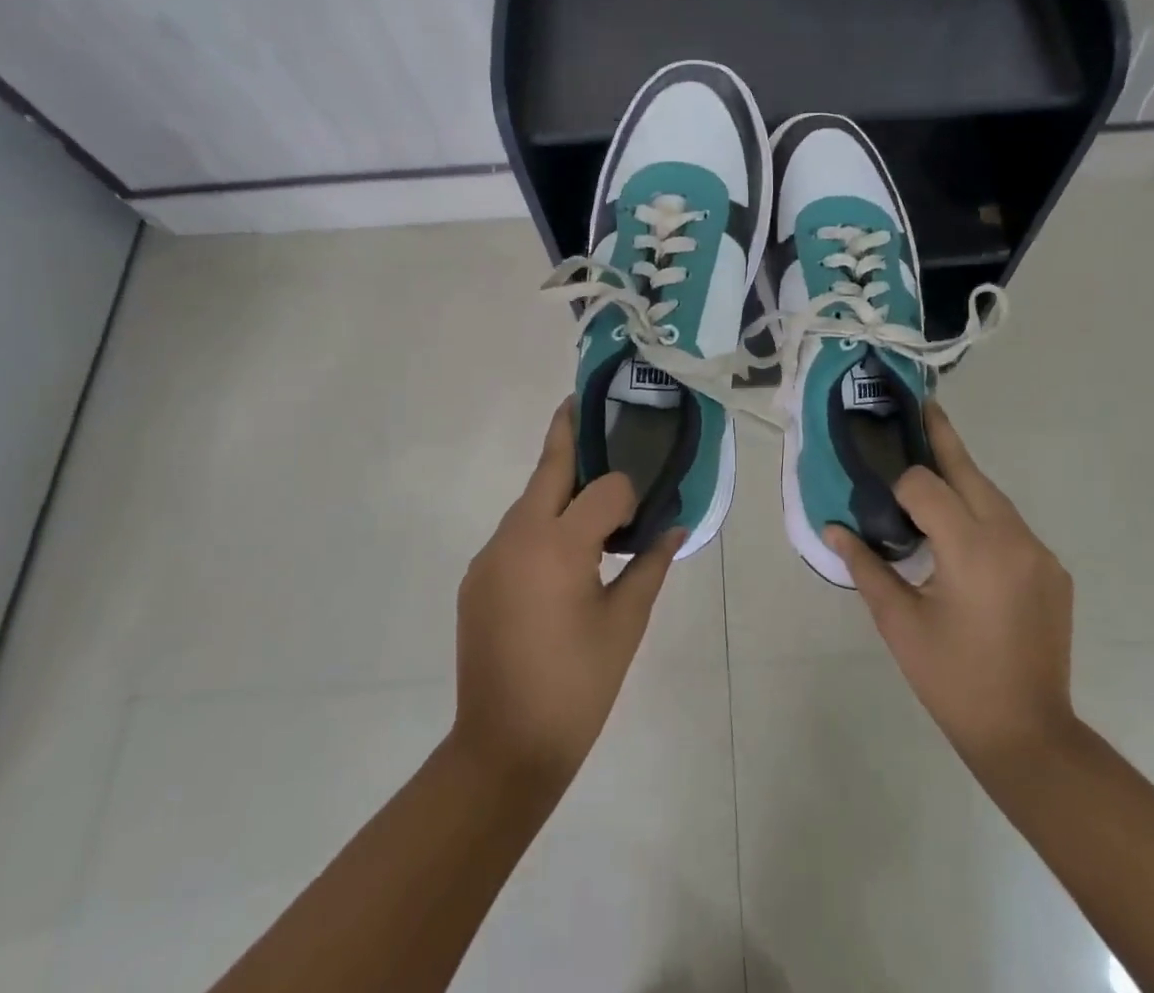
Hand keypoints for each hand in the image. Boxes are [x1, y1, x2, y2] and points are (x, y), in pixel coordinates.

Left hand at [452, 401, 683, 786]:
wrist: (502, 750)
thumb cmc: (577, 686)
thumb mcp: (625, 624)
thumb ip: (651, 565)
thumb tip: (676, 527)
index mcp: (559, 546)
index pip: (604, 489)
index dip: (629, 494)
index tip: (642, 514)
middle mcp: (517, 537)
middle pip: (549, 469)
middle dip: (568, 433)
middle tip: (584, 403)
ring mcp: (490, 556)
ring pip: (529, 502)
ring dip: (557, 489)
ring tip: (589, 492)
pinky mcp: (477, 577)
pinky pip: (514, 534)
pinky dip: (540, 525)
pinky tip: (559, 553)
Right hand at [825, 401, 1077, 774]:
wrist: (1028, 734)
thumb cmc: (953, 679)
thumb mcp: (899, 623)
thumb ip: (865, 565)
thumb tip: (833, 527)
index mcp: (972, 549)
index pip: (926, 485)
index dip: (899, 484)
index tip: (881, 498)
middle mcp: (1012, 538)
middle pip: (969, 471)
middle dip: (941, 438)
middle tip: (919, 407)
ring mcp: (1039, 552)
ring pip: (992, 495)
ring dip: (961, 481)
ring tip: (930, 474)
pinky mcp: (1052, 569)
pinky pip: (1010, 524)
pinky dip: (983, 515)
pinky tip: (963, 536)